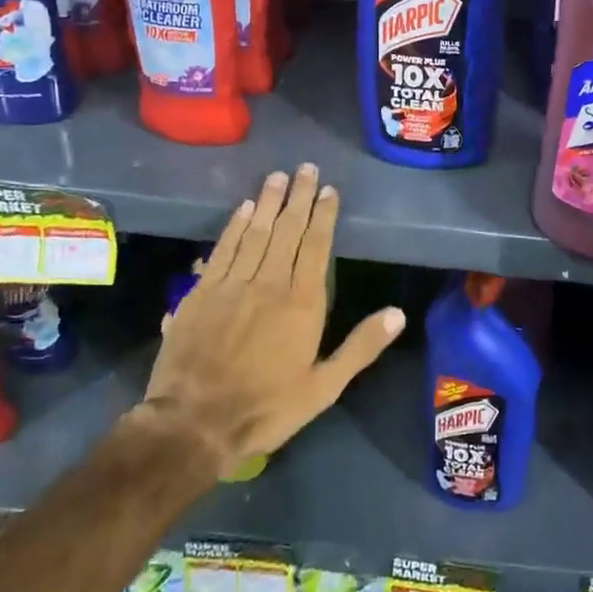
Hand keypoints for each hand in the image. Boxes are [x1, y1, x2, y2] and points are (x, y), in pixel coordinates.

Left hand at [136, 164, 404, 473]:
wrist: (194, 424)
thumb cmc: (266, 407)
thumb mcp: (324, 387)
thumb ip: (361, 347)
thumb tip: (398, 313)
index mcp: (302, 303)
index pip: (316, 246)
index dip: (323, 216)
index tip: (328, 190)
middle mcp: (268, 283)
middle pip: (286, 230)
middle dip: (298, 197)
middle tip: (305, 167)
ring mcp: (231, 285)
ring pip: (254, 232)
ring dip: (267, 202)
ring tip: (277, 176)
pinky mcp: (201, 293)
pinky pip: (222, 250)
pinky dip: (233, 226)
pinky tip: (242, 209)